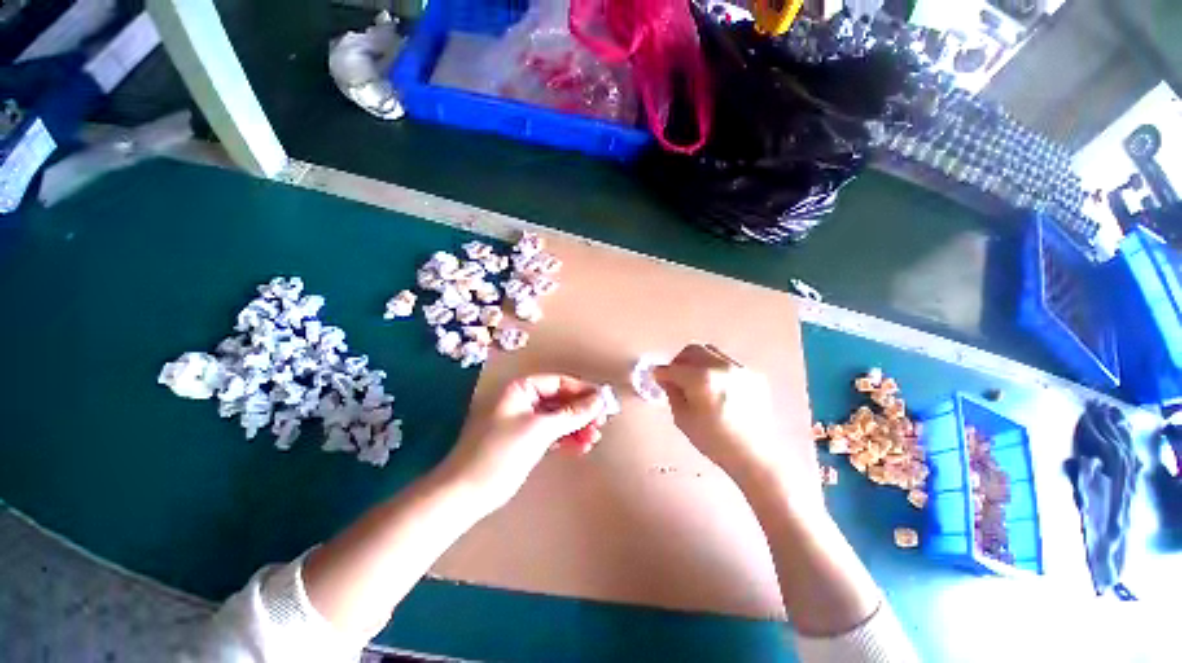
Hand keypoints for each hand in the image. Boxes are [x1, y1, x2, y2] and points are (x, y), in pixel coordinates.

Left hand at [437, 374, 608, 513]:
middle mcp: (523, 400)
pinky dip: (567, 438)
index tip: (603, 402)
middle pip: (560, 400)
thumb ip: (572, 414)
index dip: (582, 390)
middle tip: (600, 424)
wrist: (467, 492)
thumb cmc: (501, 452)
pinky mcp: (526, 440)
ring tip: (594, 439)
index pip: (558, 382)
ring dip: (577, 427)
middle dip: (581, 412)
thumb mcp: (540, 429)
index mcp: (521, 389)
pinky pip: (552, 433)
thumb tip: (599, 399)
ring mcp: (524, 421)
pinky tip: (581, 447)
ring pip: (558, 418)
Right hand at [654, 345, 820, 505]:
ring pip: (711, 352)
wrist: (753, 454)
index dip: (661, 372)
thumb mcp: (683, 419)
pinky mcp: (753, 374)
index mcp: (701, 378)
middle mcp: (721, 366)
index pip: (674, 368)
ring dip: (698, 361)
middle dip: (679, 361)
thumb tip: (666, 378)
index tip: (657, 377)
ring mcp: (740, 368)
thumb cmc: (713, 440)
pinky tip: (717, 387)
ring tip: (696, 379)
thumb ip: (672, 393)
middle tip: (675, 376)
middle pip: (692, 350)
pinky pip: (728, 363)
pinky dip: (716, 369)